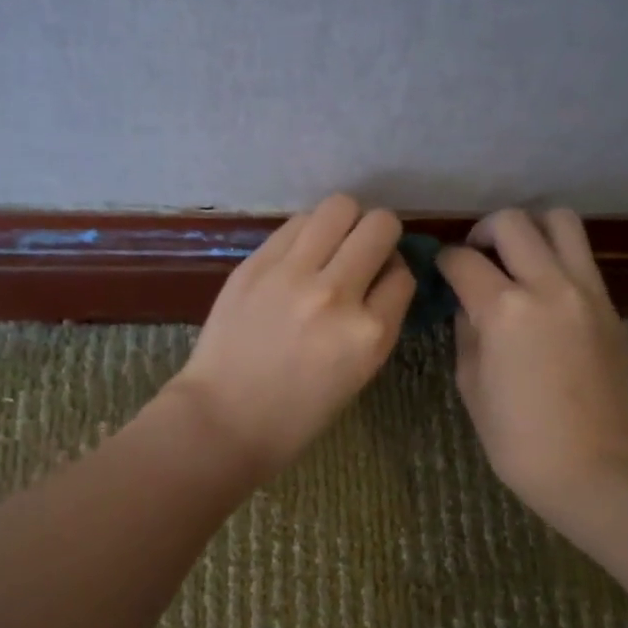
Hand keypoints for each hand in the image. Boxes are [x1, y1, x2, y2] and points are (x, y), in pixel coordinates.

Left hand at [169, 194, 414, 477]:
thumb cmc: (296, 414)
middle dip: (379, 235)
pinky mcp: (256, 263)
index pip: (403, 275)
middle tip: (362, 252)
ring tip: (330, 244)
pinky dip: (307, 232)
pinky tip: (298, 254)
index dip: (394, 274)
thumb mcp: (358, 373)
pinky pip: (296, 223)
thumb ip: (376, 322)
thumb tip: (382, 276)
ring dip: (344, 222)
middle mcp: (337, 294)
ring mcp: (293, 274)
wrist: (223, 419)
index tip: (381, 282)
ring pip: (339, 207)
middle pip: (380, 226)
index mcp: (370, 334)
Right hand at [438, 209, 627, 519]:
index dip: (443, 261)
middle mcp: (547, 285)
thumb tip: (467, 301)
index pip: (462, 259)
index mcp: (502, 309)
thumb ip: (466, 329)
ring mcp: (586, 290)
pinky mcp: (610, 305)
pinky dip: (558, 257)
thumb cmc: (516, 436)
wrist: (591, 464)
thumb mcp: (470, 381)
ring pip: (560, 221)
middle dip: (484, 231)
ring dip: (530, 229)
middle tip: (477, 256)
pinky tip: (545, 289)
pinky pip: (582, 257)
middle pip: (512, 222)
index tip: (441, 271)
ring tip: (517, 256)